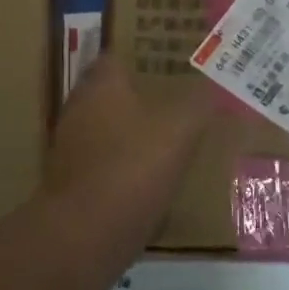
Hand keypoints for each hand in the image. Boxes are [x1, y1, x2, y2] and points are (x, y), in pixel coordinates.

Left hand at [45, 58, 214, 224]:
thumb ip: (199, 103)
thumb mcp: (180, 130)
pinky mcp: (72, 183)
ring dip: (132, 133)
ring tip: (170, 138)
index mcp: (101, 86)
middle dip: (140, 96)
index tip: (170, 61)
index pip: (116, 57)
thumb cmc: (132, 167)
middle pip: (110, 94)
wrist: (86, 233)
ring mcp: (71, 148)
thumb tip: (217, 85)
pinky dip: (125, 166)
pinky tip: (152, 178)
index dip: (143, 56)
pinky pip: (104, 164)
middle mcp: (79, 109)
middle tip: (178, 99)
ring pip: (107, 129)